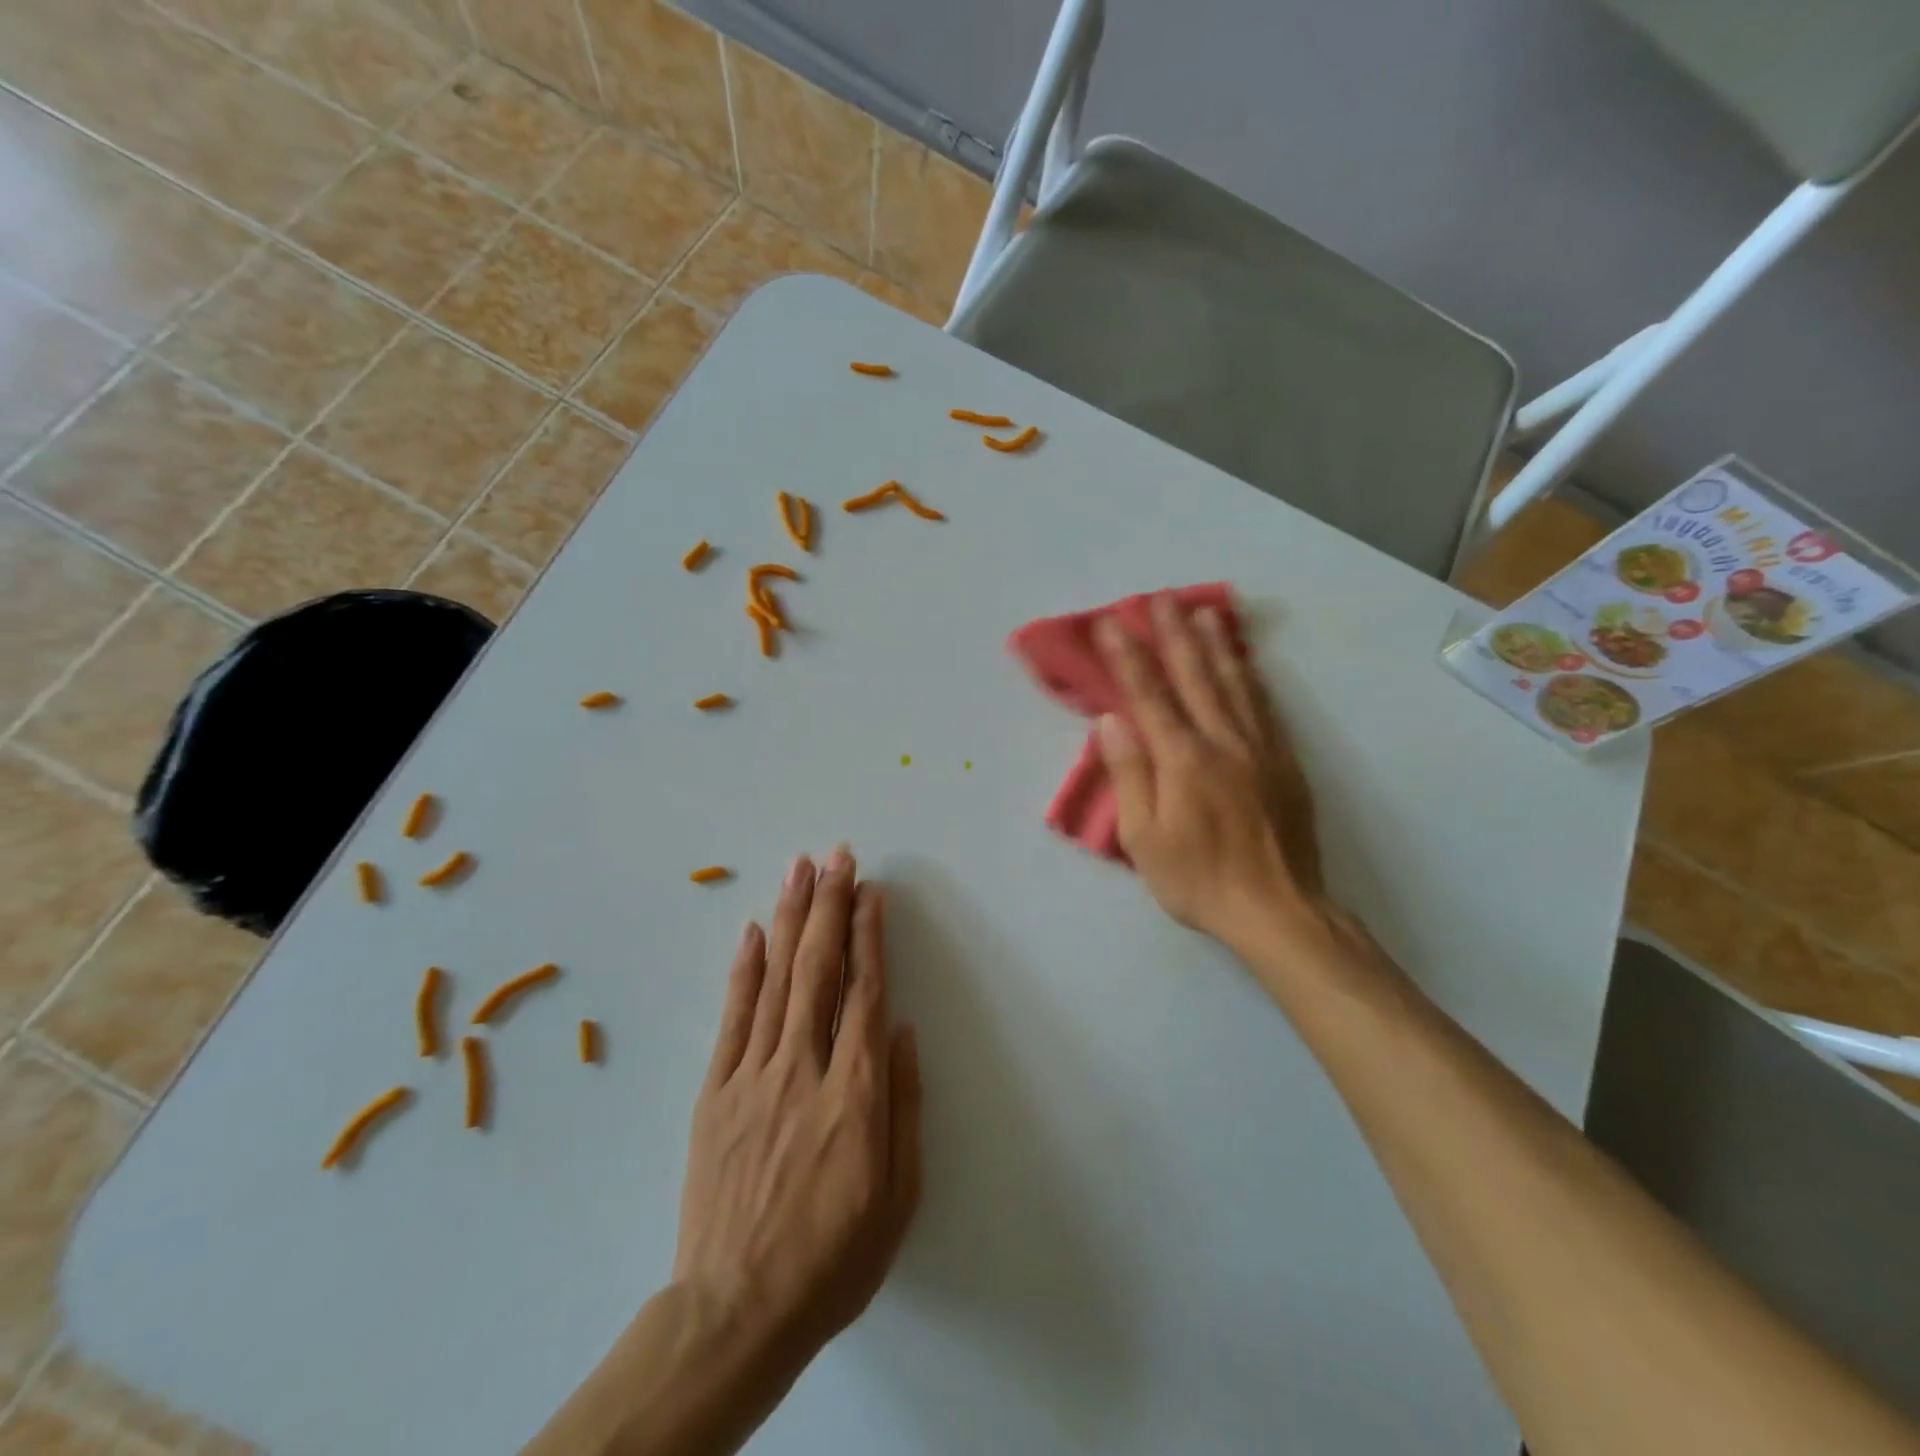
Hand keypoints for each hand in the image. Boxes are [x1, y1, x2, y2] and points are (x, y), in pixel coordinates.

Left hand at [673, 847, 922, 1373]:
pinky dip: (744, 969)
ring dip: (791, 919)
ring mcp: (752, 1077)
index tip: (870, 892)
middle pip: (819, 970)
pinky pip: (732, 1018)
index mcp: (854, 1095)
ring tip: (799, 870)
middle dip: (830, 905)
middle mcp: (803, 1069)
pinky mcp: (714, 1093)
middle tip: (837, 855)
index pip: (864, 993)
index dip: (869, 936)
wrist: (735, 1312)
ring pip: (776, 980)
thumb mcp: (897, 1196)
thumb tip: (902, 1029)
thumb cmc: (832, 1259)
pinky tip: (754, 930)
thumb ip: (903, 1104)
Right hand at [1094, 593, 1328, 954]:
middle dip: (1173, 634)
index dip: (1128, 656)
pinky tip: (1245, 663)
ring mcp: (1259, 748)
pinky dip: (1251, 677)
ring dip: (1215, 645)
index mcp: (1183, 759)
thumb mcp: (1145, 838)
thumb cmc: (1199, 880)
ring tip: (1203, 612)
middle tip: (1159, 598)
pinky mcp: (1285, 762)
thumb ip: (1130, 774)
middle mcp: (1223, 741)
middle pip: (1195, 676)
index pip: (1149, 695)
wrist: (1278, 910)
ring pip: (1235, 683)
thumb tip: (1111, 722)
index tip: (1111, 623)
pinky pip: (1265, 707)